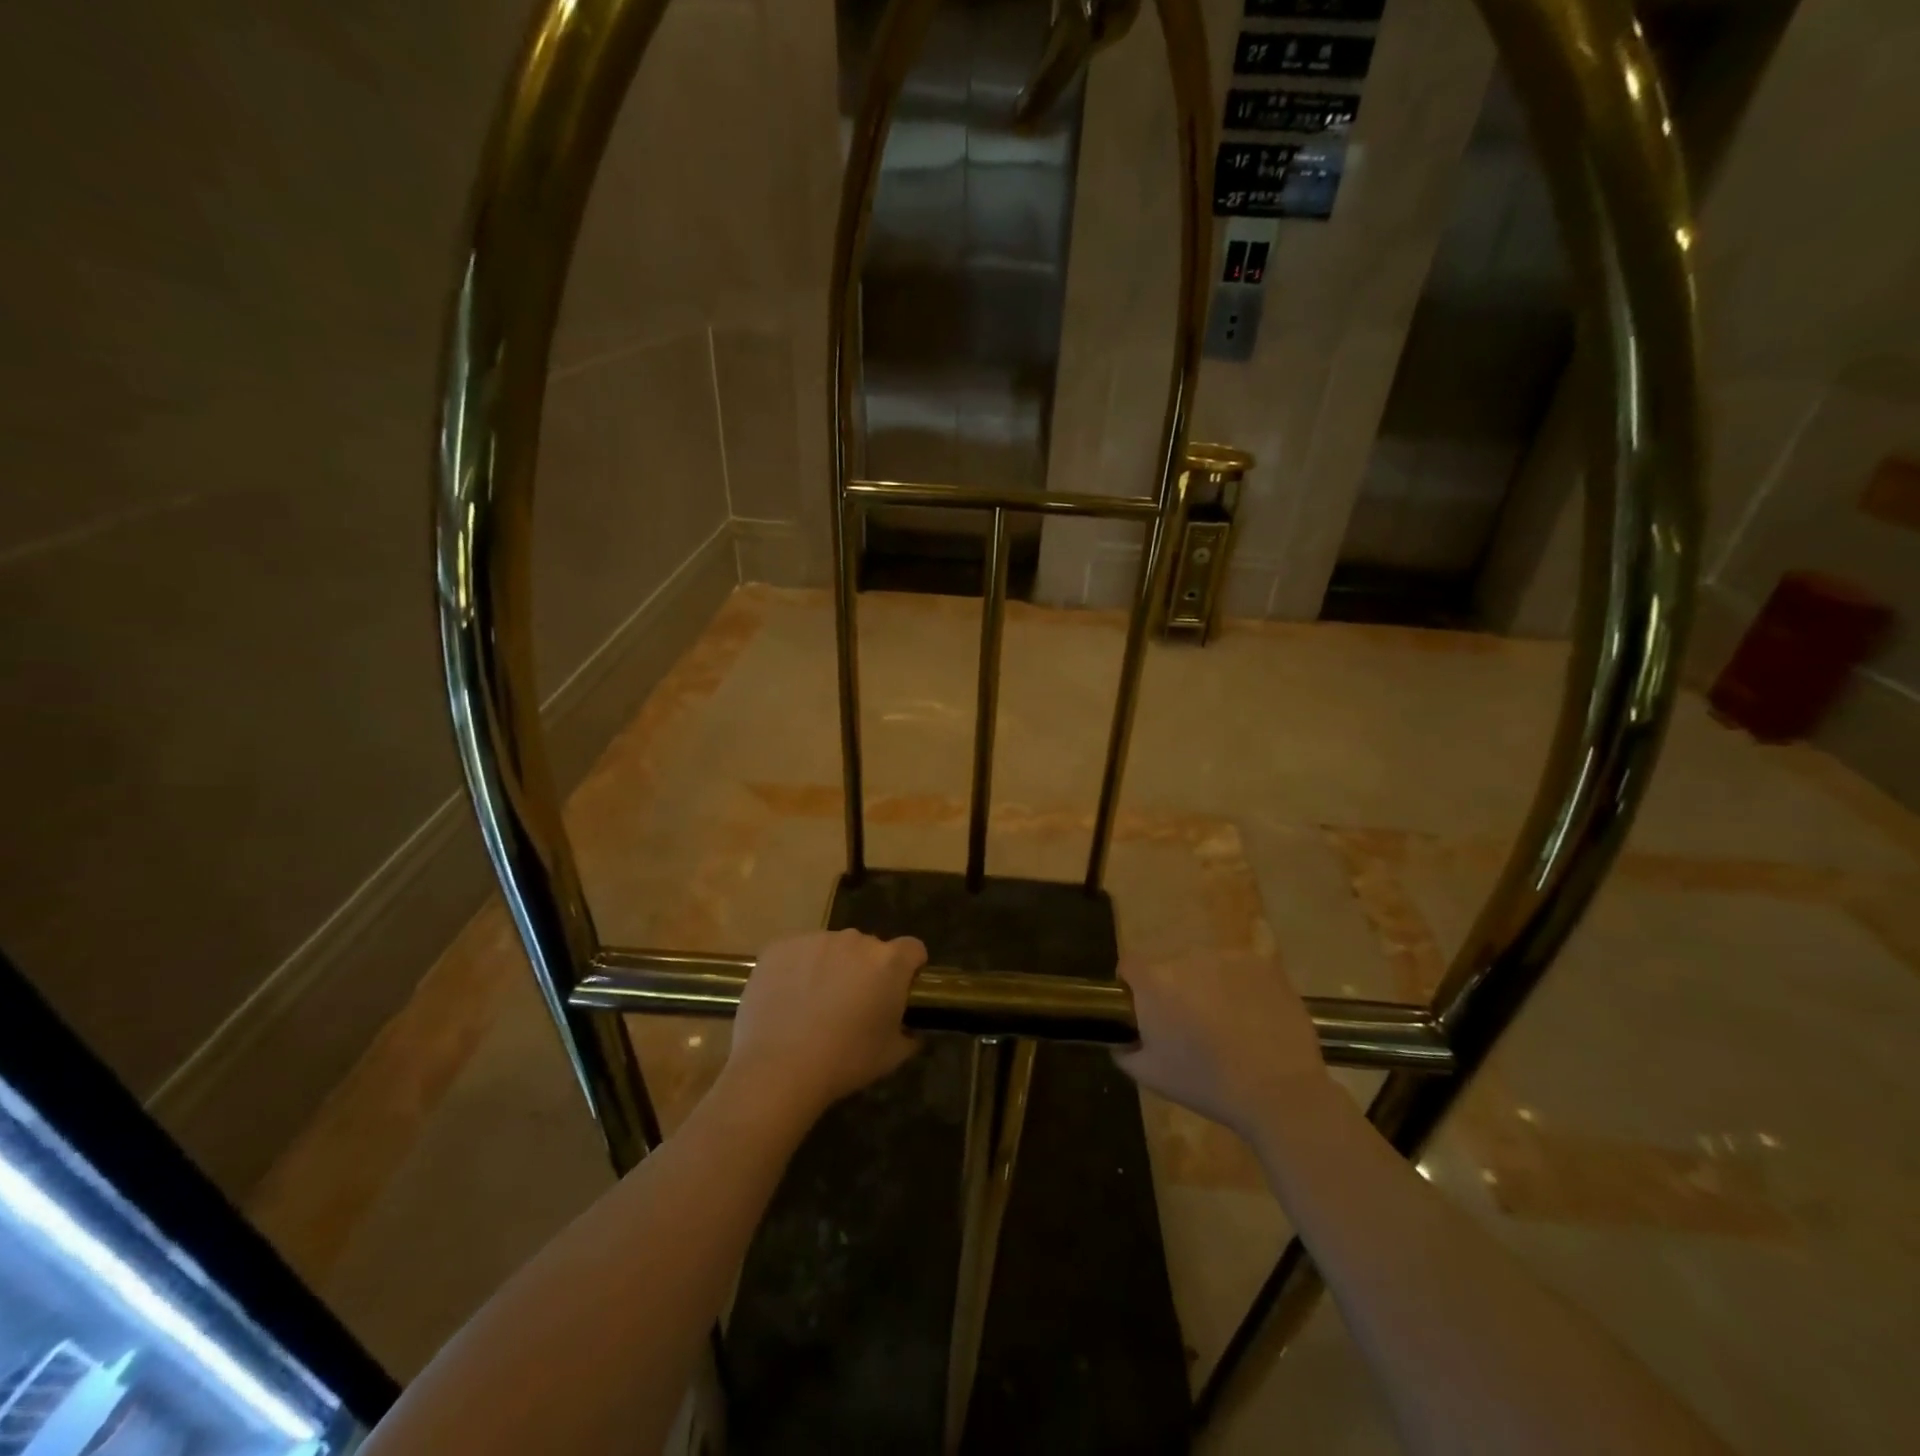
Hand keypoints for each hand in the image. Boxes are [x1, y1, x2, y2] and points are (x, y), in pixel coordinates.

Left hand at [726, 929, 926, 1118]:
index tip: (898, 990)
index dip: (909, 967)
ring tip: (813, 1004)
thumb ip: (908, 1035)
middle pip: (869, 948)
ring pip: (831, 948)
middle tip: (852, 1004)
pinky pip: (797, 952)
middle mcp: (855, 940)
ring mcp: (815, 939)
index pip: (912, 949)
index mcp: (889, 962)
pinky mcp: (780, 947)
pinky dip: (797, 969)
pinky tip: (786, 999)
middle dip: (865, 969)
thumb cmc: (844, 1062)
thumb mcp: (891, 1056)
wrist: (777, 1068)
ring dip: (830, 967)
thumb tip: (908, 1030)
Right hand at [1113, 950, 1328, 1138]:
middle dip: (1177, 990)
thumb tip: (1119, 1038)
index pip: (1129, 966)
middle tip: (1192, 1025)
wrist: (1277, 1093)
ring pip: (1208, 964)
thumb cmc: (1206, 1084)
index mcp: (1154, 983)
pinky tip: (1256, 955)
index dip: (1133, 986)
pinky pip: (1257, 942)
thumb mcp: (1150, 1075)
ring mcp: (1227, 957)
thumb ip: (1124, 1049)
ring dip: (1211, 982)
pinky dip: (1254, 949)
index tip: (1145, 1010)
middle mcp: (1186, 959)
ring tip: (1231, 1020)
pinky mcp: (1264, 963)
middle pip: (1171, 966)